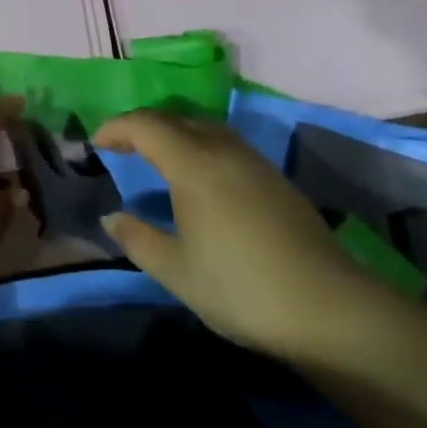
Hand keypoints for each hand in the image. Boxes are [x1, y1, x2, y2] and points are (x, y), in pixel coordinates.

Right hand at [94, 109, 399, 359]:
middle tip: (121, 148)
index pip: (145, 124)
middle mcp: (221, 147)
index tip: (97, 144)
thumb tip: (111, 216)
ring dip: (173, 133)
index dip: (116, 128)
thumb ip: (138, 239)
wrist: (330, 309)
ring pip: (202, 126)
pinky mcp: (274, 177)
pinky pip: (224, 143)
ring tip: (157, 158)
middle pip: (174, 118)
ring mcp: (252, 160)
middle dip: (142, 126)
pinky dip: (199, 146)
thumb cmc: (242, 288)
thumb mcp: (177, 272)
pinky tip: (200, 178)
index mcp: (192, 162)